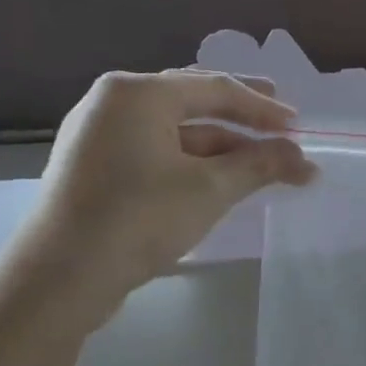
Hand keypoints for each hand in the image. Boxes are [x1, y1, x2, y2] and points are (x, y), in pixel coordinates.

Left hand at [14, 70, 315, 321]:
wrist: (60, 278)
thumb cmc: (139, 218)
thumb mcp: (210, 189)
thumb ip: (260, 165)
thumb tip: (304, 160)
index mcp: (138, 93)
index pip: (215, 88)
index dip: (263, 108)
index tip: (298, 125)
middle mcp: (114, 102)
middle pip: (192, 100)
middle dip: (240, 115)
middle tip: (279, 122)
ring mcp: (98, 135)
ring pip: (174, 130)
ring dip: (220, 145)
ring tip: (258, 163)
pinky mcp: (94, 167)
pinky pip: (154, 149)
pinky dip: (191, 160)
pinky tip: (216, 178)